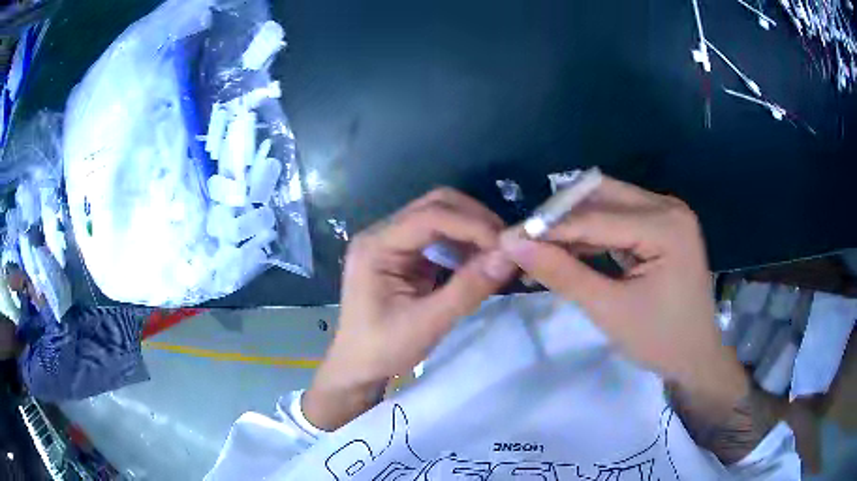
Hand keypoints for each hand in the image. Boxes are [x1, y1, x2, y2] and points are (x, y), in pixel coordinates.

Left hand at [304, 188, 516, 430]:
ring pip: (439, 216)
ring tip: (498, 253)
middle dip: (474, 220)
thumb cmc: (383, 349)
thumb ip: (468, 289)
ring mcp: (391, 242)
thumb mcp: (428, 324)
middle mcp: (382, 234)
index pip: (430, 216)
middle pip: (434, 205)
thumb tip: (509, 257)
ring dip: (471, 230)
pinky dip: (463, 244)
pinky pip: (438, 236)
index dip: (472, 225)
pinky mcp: (402, 255)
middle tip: (505, 245)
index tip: (505, 245)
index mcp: (376, 247)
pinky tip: (480, 260)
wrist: (357, 367)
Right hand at [501, 177, 746, 407]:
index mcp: (665, 225)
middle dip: (560, 218)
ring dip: (573, 224)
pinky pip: (619, 217)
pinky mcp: (662, 224)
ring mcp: (667, 213)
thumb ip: (563, 273)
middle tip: (525, 243)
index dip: (547, 229)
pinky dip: (592, 232)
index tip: (506, 239)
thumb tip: (514, 245)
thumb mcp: (609, 309)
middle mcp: (668, 206)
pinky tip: (569, 250)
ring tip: (541, 249)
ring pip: (607, 202)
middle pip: (601, 195)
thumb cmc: (660, 340)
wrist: (696, 356)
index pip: (594, 217)